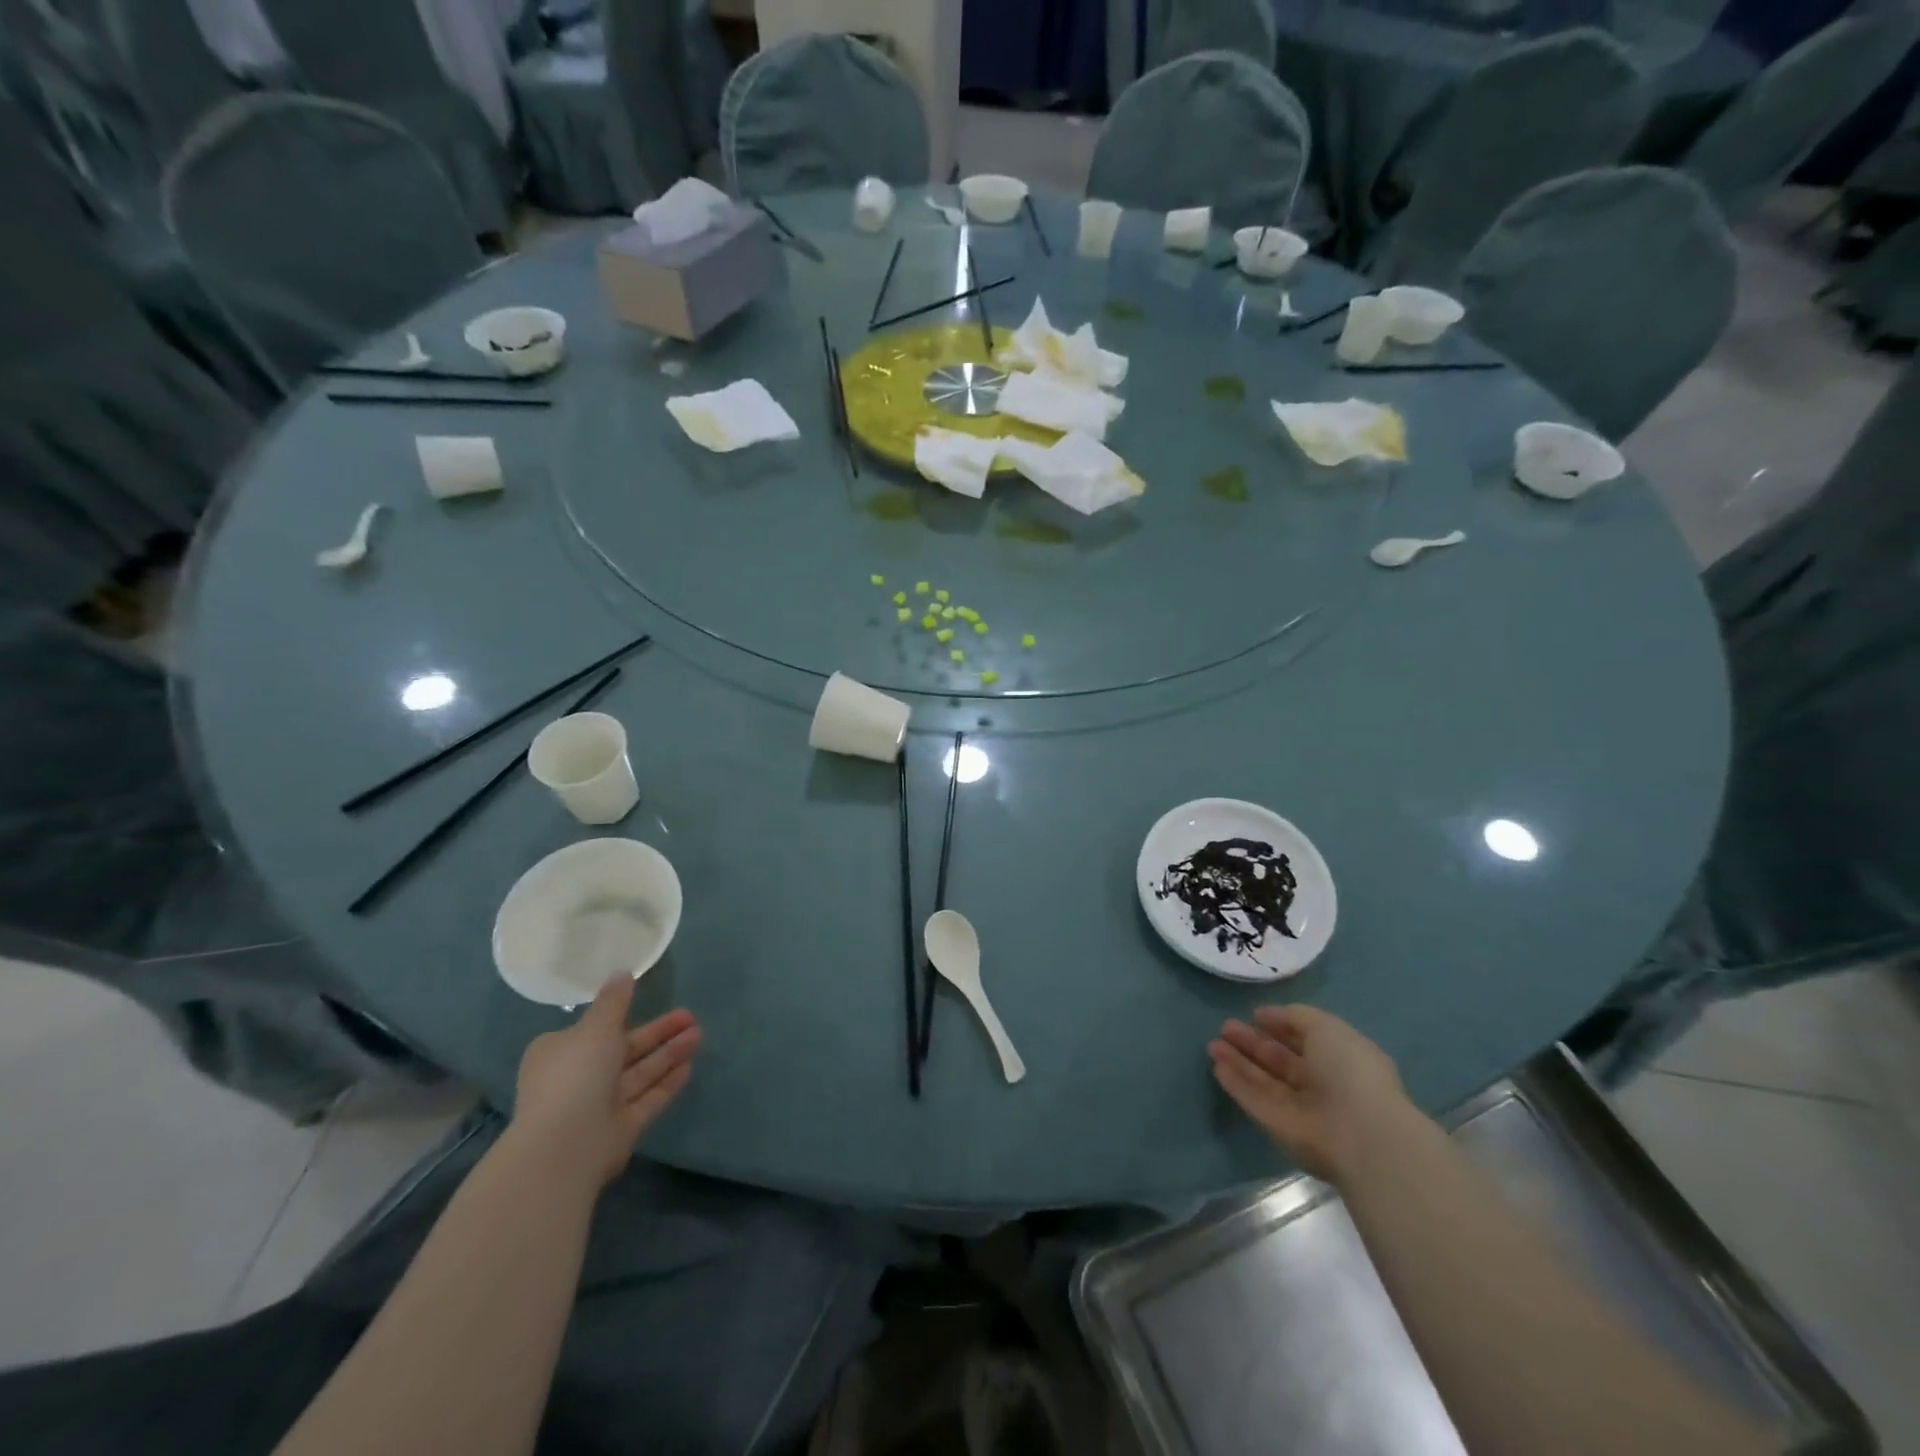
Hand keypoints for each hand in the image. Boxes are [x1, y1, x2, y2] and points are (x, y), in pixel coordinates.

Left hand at [512, 975, 700, 1187]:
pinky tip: (689, 1068)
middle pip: (626, 1050)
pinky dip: (666, 1083)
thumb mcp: (596, 1027)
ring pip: (640, 1073)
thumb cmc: (576, 1075)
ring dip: (669, 1054)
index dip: (622, 1016)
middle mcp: (579, 1078)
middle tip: (691, 1016)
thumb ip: (614, 1001)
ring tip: (700, 1034)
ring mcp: (599, 1106)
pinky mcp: (619, 1129)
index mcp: (562, 1052)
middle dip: (659, 1033)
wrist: (565, 1146)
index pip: (594, 1030)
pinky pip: (647, 1100)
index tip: (648, 1001)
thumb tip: (622, 973)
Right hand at [1209, 1005, 1416, 1184]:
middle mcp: (1320, 1084)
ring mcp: (1299, 1108)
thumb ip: (1295, 1017)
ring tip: (1213, 1043)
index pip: (1305, 1040)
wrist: (1359, 1134)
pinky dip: (1236, 1083)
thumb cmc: (1349, 1071)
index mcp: (1340, 1059)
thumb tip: (1265, 1016)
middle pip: (1280, 1060)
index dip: (1281, 1026)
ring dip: (1239, 1061)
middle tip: (1225, 1027)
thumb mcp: (1326, 1027)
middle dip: (1253, 1043)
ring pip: (1263, 1080)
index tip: (1254, 1015)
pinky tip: (1217, 1066)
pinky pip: (1254, 1100)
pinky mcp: (1279, 1127)